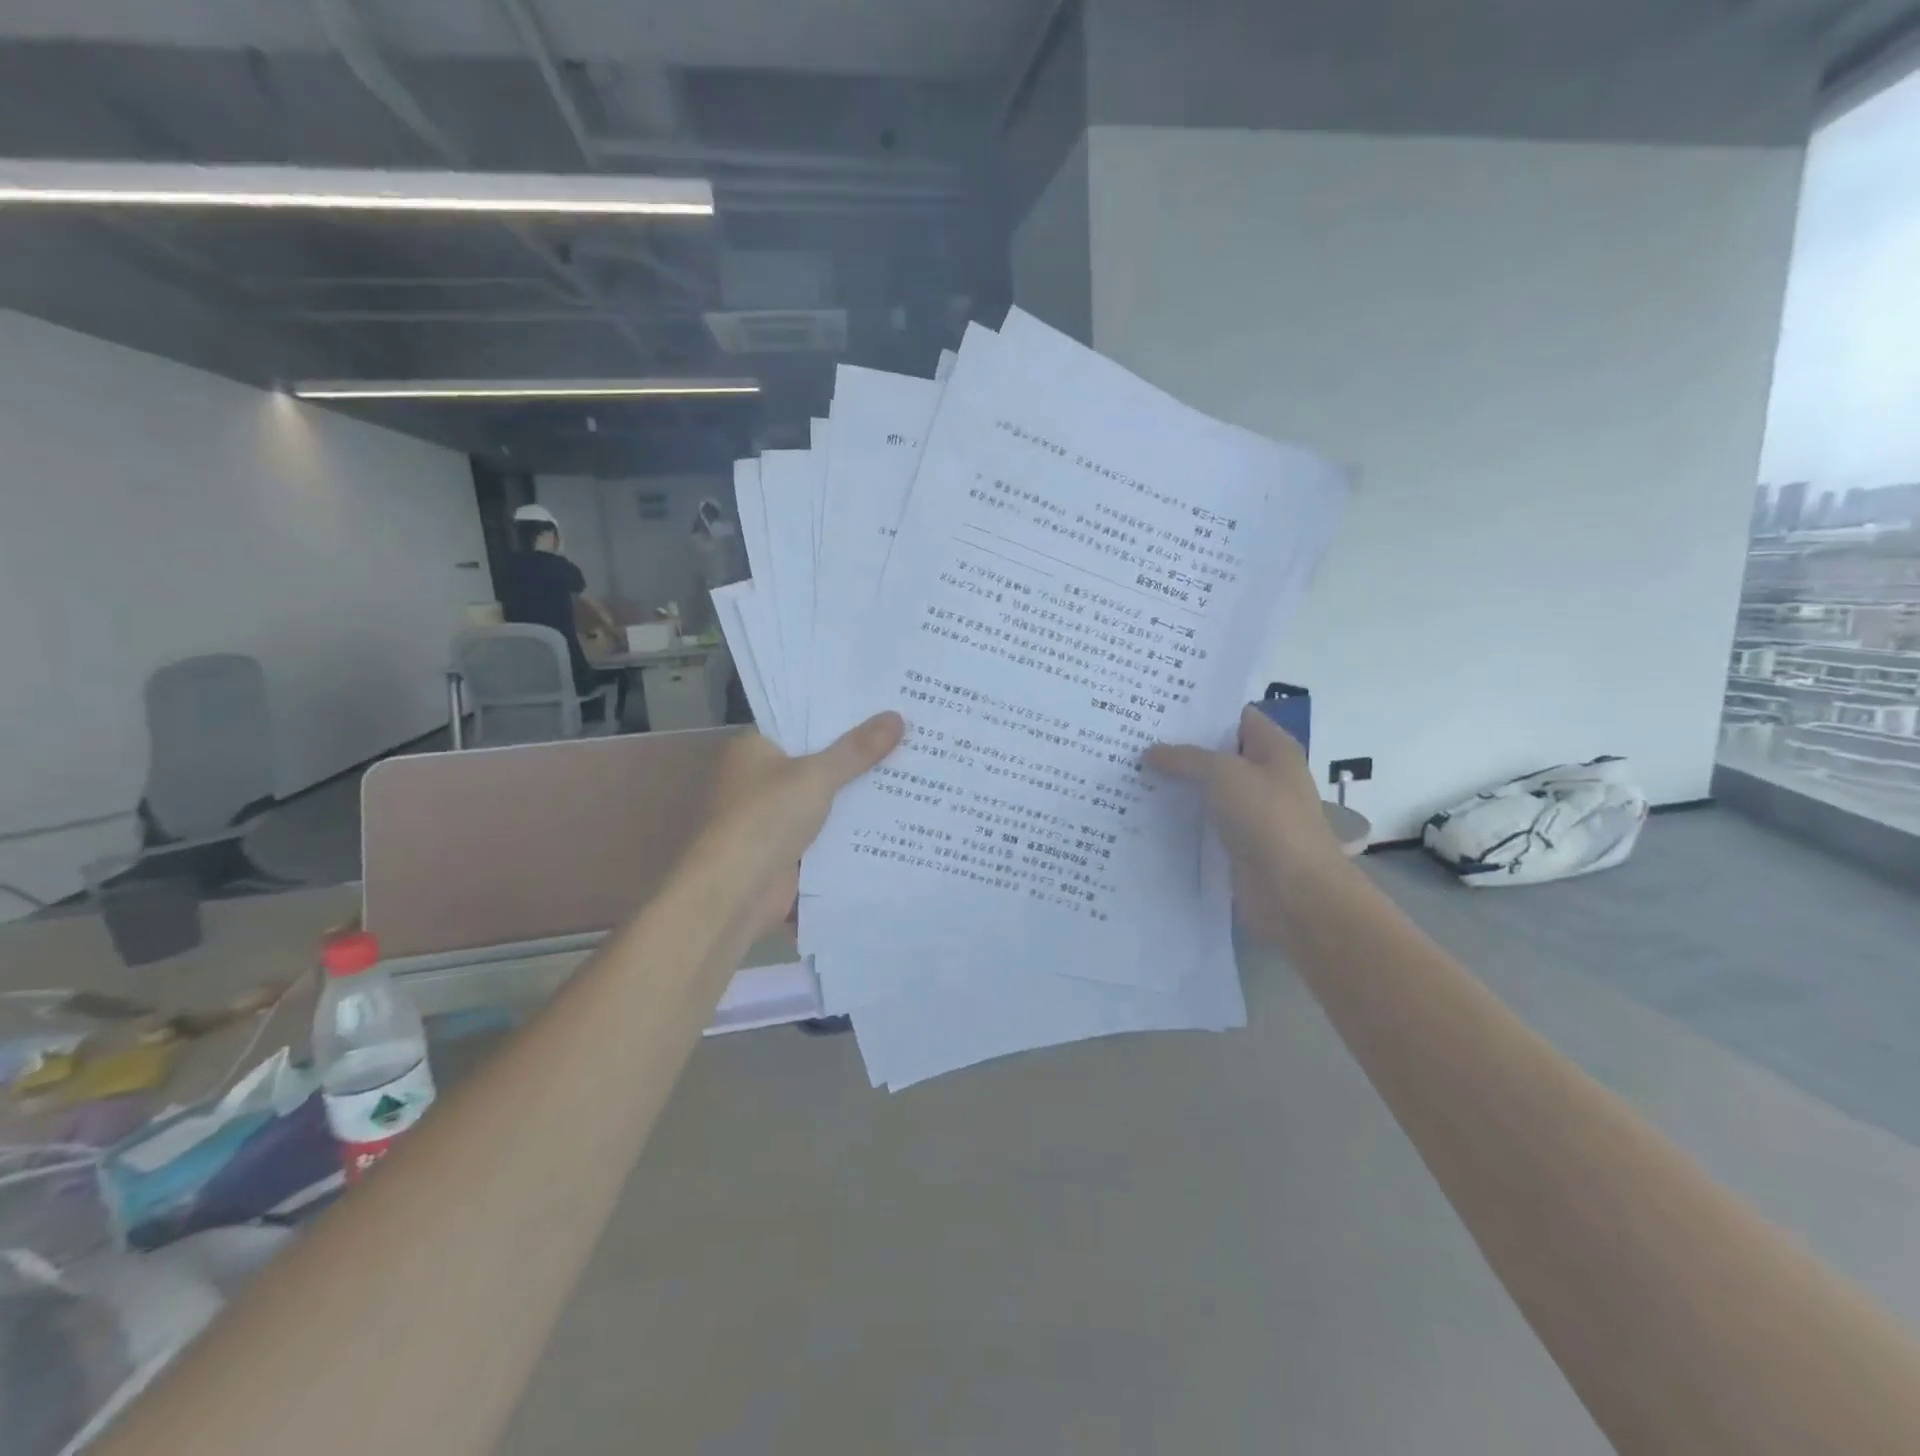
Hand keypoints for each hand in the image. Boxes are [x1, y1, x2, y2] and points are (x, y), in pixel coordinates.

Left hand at [701, 713, 905, 936]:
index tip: (882, 705)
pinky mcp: (790, 848)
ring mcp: (776, 815)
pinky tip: (896, 815)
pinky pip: (829, 829)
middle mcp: (762, 778)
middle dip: (858, 754)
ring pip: (827, 797)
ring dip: (859, 793)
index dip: (840, 714)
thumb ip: (857, 749)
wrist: (736, 892)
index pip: (801, 720)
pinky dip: (854, 826)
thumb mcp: (817, 776)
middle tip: (908, 734)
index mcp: (755, 749)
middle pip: (818, 759)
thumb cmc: (766, 818)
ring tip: (912, 770)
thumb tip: (897, 717)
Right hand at [1145, 705, 1349, 942]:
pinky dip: (1178, 818)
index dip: (1202, 709)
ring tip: (1128, 770)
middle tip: (1132, 735)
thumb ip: (1186, 758)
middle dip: (1179, 747)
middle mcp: (1264, 776)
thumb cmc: (1267, 819)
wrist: (1293, 892)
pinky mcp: (1234, 844)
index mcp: (1274, 749)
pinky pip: (1201, 822)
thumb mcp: (1223, 773)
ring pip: (1206, 790)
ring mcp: (1249, 813)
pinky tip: (1142, 811)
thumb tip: (1151, 752)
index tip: (1159, 705)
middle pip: (1217, 753)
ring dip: (1175, 784)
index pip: (1236, 716)